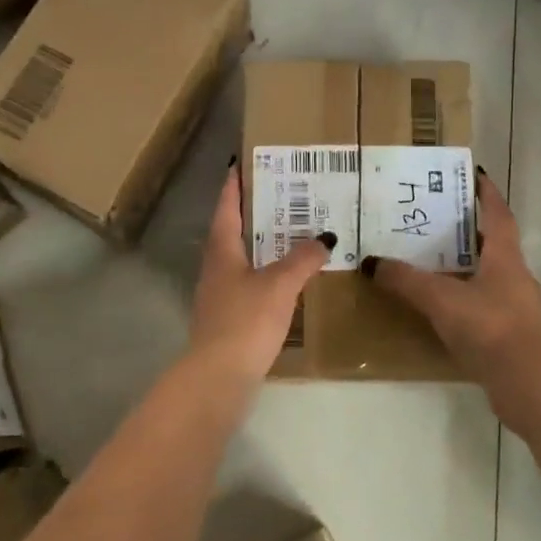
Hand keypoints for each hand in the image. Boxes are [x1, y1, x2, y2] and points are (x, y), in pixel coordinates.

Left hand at [190, 165, 333, 384]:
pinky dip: (268, 274)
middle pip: (233, 231)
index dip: (234, 185)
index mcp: (222, 250)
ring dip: (263, 245)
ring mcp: (220, 295)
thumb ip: (302, 260)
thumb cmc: (246, 320)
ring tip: (293, 234)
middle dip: (255, 213)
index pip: (227, 207)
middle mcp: (216, 268)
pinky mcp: (229, 320)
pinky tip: (288, 281)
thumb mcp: (279, 285)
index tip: (243, 163)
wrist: (219, 377)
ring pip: (242, 259)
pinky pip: (250, 285)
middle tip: (284, 195)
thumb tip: (325, 238)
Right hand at [363, 172, 540, 427]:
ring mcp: (518, 307)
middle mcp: (516, 276)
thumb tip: (372, 263)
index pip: (498, 214)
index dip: (487, 194)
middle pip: (494, 244)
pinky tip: (445, 308)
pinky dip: (467, 299)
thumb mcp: (440, 298)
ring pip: (490, 276)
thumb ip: (406, 280)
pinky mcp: (512, 334)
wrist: (526, 381)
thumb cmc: (488, 326)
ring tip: (434, 264)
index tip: (475, 176)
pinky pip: (486, 305)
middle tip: (438, 221)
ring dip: (467, 267)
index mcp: (505, 257)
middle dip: (470, 231)